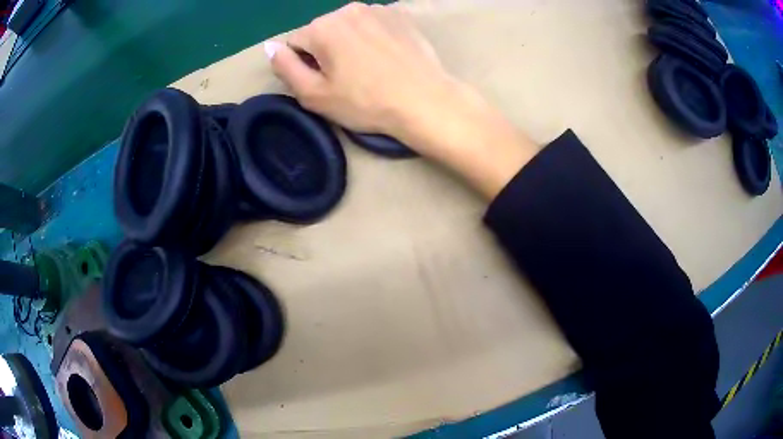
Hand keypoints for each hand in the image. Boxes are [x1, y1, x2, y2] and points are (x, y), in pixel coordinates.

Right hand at [266, 3, 449, 139]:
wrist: (424, 100)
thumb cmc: (366, 102)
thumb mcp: (314, 95)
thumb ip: (285, 67)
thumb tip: (270, 47)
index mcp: (322, 28)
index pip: (295, 43)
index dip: (305, 65)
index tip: (325, 83)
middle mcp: (347, 9)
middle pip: (322, 31)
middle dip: (326, 50)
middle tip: (348, 78)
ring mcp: (377, 8)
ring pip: (347, 25)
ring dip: (349, 42)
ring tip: (369, 67)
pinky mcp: (399, 14)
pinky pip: (372, 23)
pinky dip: (372, 35)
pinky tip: (386, 55)